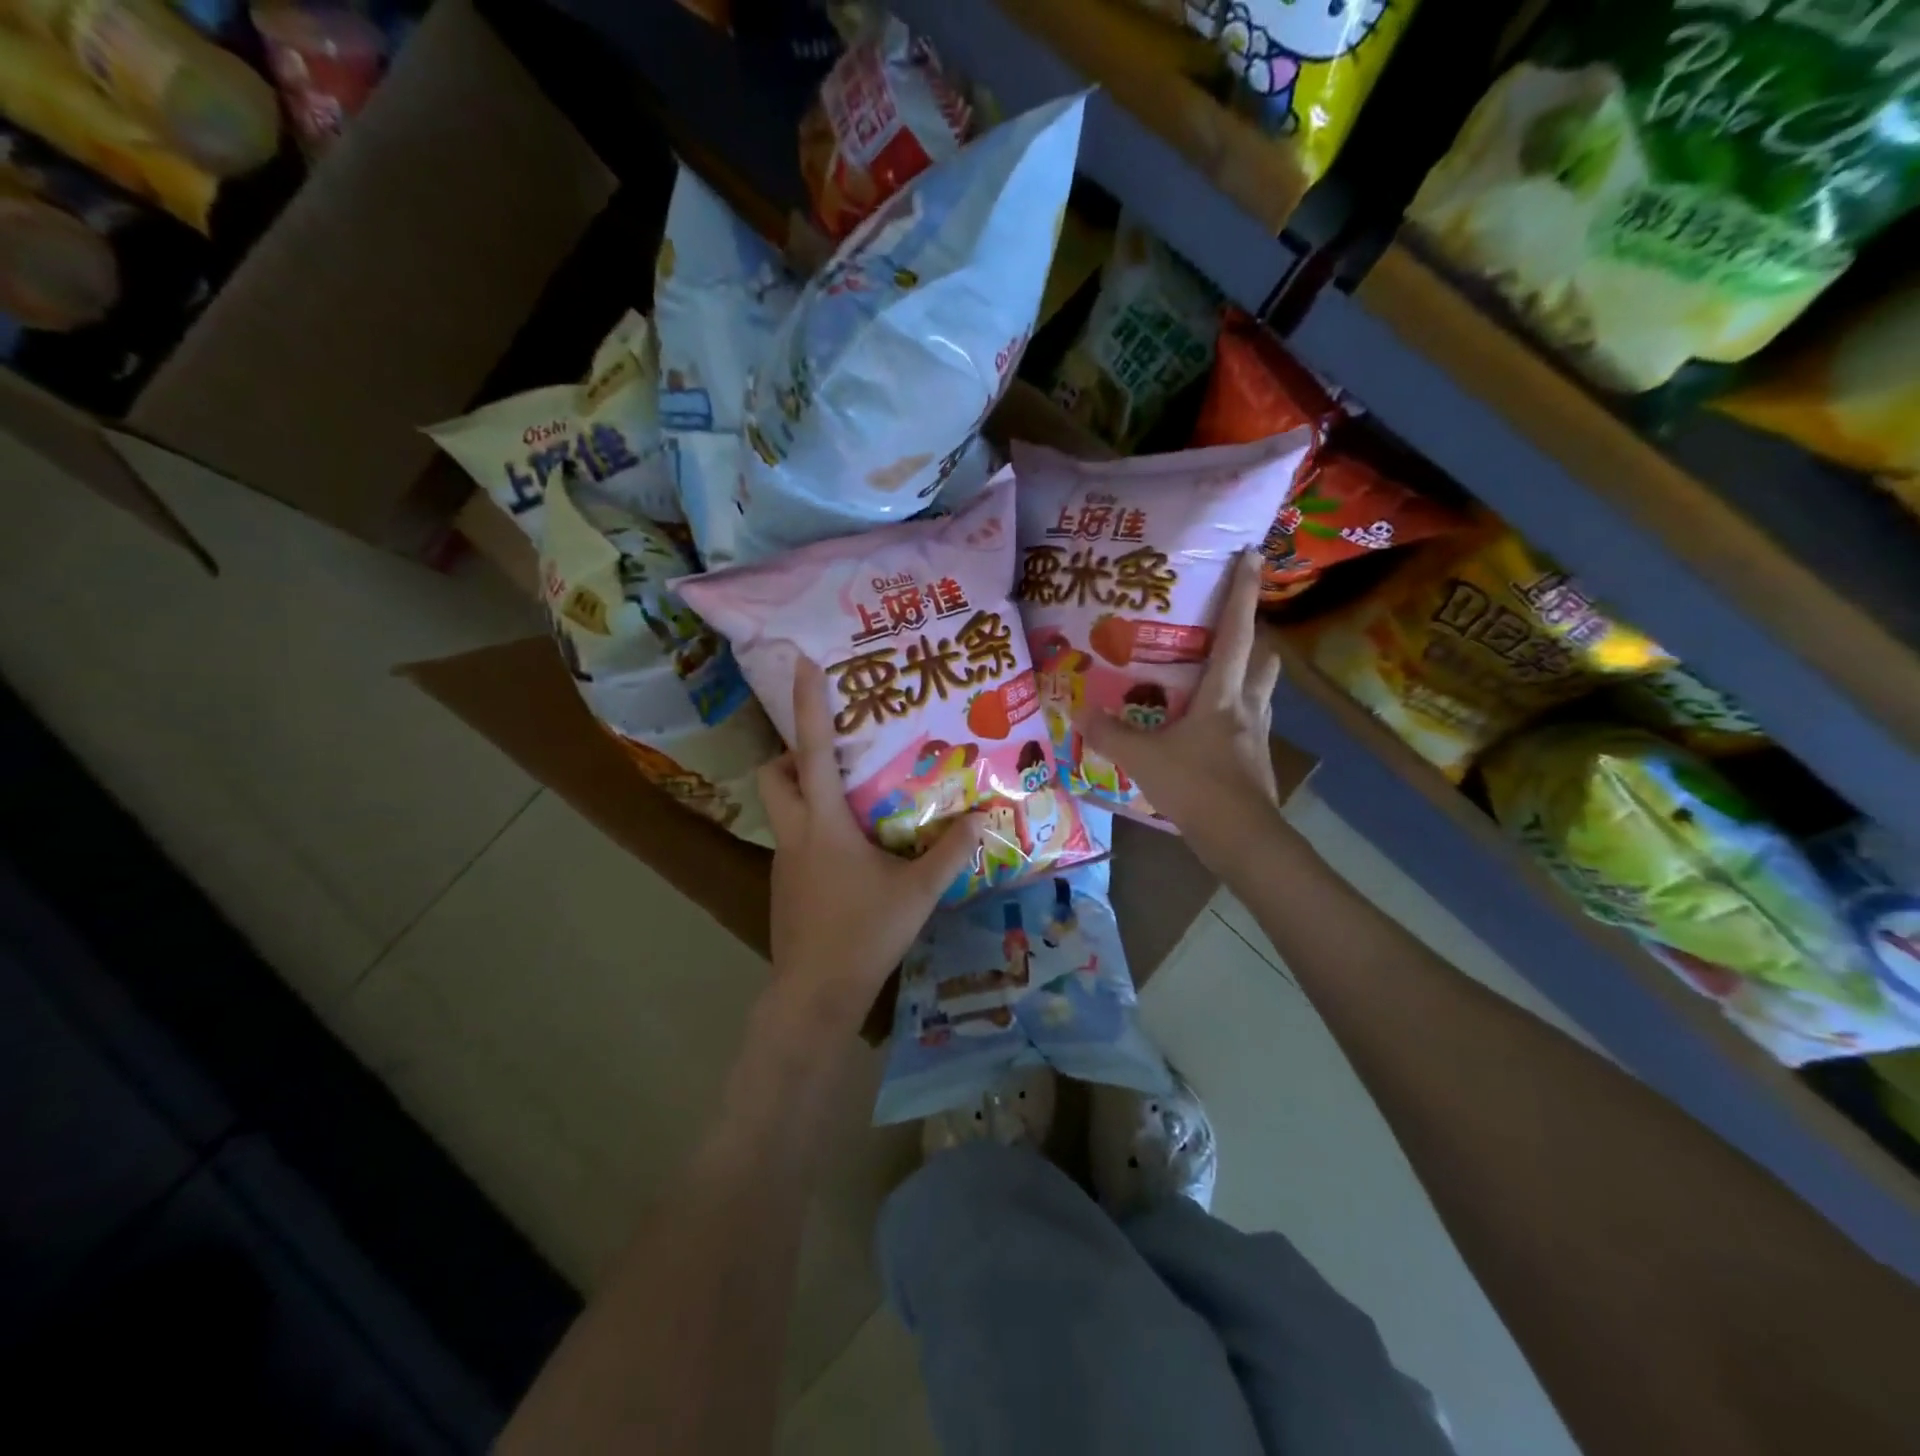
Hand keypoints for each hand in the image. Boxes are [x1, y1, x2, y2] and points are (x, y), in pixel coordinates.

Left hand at [757, 657, 982, 1028]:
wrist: (815, 994)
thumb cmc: (865, 934)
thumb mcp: (917, 892)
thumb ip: (950, 853)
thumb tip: (984, 819)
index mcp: (822, 824)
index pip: (810, 751)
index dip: (806, 705)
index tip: (802, 664)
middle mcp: (794, 834)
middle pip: (772, 775)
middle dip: (791, 755)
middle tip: (835, 758)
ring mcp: (783, 861)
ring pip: (781, 809)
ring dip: (803, 794)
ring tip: (850, 802)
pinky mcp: (783, 885)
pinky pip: (793, 839)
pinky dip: (812, 830)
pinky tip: (848, 854)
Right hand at [1075, 550, 1287, 870]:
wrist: (1242, 839)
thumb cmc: (1197, 787)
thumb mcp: (1143, 759)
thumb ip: (1110, 734)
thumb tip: (1077, 711)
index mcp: (1223, 695)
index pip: (1237, 632)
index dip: (1243, 592)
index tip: (1252, 556)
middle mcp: (1247, 707)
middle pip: (1265, 659)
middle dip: (1254, 638)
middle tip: (1226, 631)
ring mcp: (1257, 736)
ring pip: (1262, 692)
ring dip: (1246, 677)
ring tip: (1215, 677)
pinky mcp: (1255, 762)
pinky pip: (1249, 725)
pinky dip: (1234, 717)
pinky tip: (1209, 730)